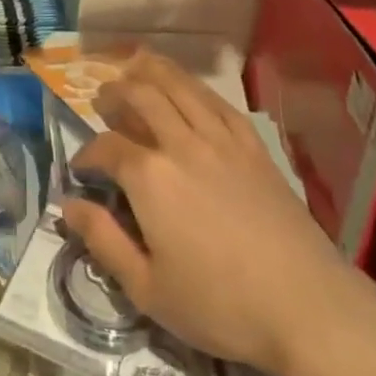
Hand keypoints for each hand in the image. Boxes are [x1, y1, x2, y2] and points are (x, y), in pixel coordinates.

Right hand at [60, 54, 375, 375]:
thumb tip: (68, 205)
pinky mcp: (254, 148)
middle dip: (115, 93)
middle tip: (102, 100)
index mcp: (150, 177)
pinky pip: (218, 103)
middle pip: (141, 97)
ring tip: (135, 67)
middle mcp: (182, 145)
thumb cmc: (220, 306)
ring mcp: (222, 141)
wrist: (308, 308)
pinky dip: (195, 87)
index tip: (80, 169)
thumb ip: (103, 240)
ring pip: (181, 87)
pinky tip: (188, 89)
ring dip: (152, 71)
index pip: (106, 147)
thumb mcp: (147, 288)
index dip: (87, 153)